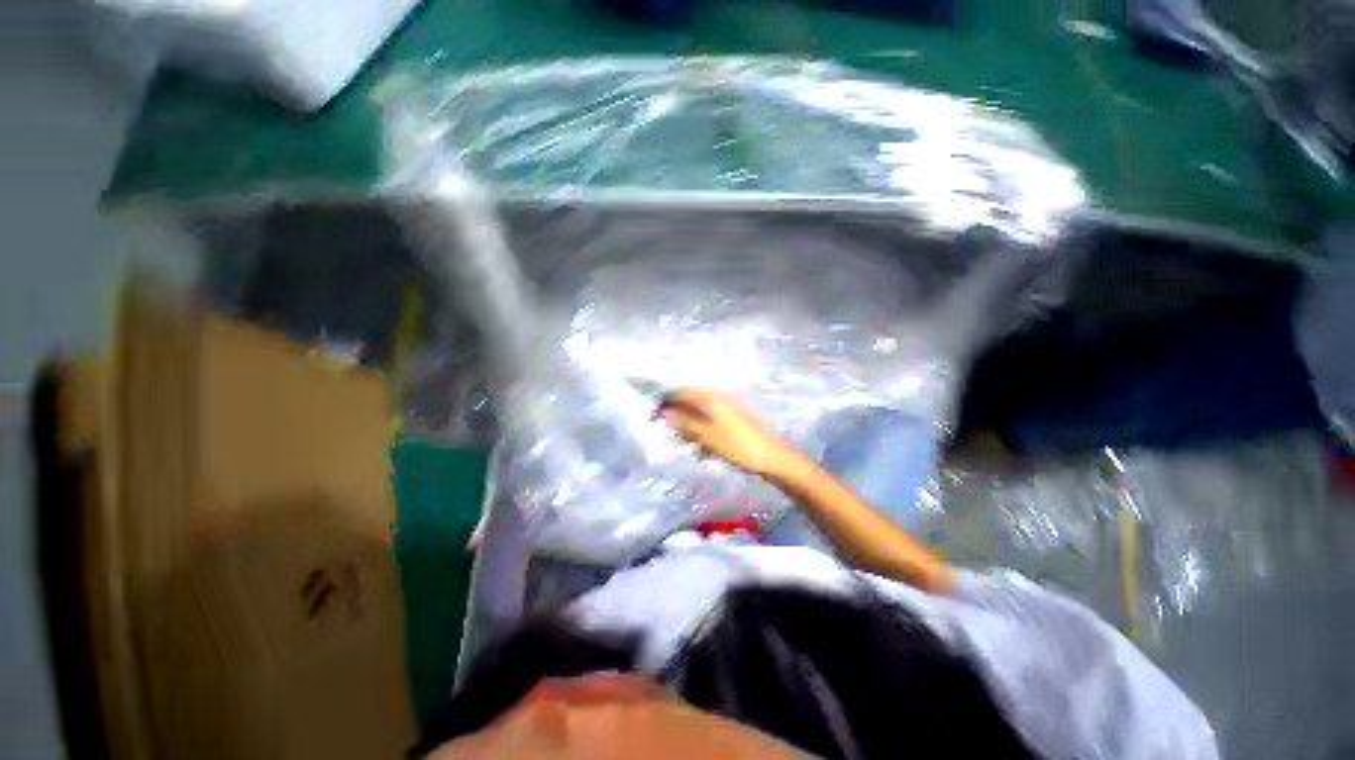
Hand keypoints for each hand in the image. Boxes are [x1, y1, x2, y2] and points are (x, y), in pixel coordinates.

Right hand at [656, 389, 797, 476]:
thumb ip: (685, 423)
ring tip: (691, 446)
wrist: (774, 458)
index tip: (654, 418)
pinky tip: (705, 449)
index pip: (681, 392)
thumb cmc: (738, 447)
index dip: (666, 402)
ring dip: (691, 427)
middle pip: (691, 402)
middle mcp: (719, 398)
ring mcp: (728, 408)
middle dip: (679, 417)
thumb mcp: (707, 437)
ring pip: (701, 413)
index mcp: (711, 399)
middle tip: (674, 436)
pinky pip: (711, 422)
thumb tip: (663, 412)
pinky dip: (704, 433)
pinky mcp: (735, 420)